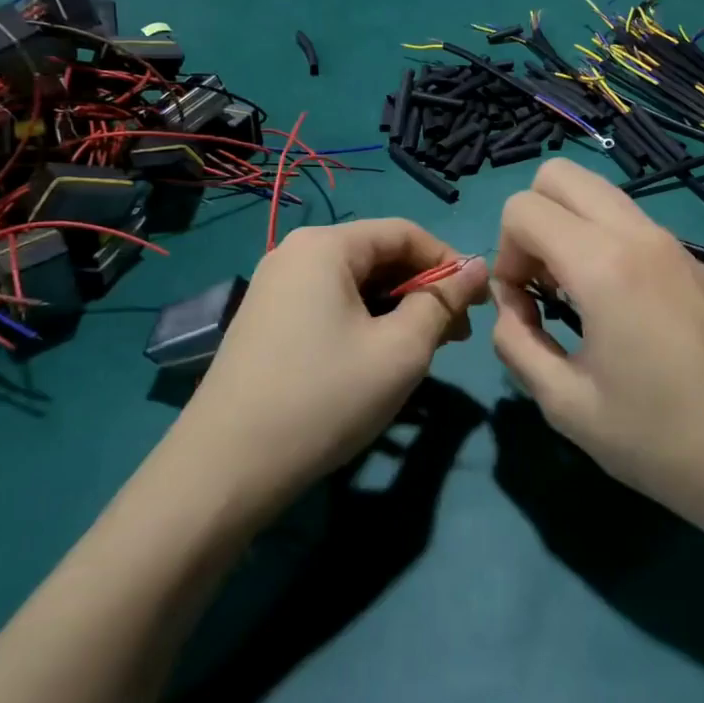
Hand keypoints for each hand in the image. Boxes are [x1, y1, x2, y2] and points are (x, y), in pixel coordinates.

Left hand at [171, 221, 488, 520]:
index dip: (449, 262)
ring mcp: (275, 288)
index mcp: (325, 246)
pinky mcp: (266, 322)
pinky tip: (378, 360)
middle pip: (378, 256)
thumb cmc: (325, 398)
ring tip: (423, 352)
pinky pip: (330, 306)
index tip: (477, 304)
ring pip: (355, 285)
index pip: (405, 233)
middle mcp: (295, 253)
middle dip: (423, 290)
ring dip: (397, 310)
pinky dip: (365, 323)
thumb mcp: (401, 350)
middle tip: (455, 336)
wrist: (225, 469)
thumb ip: (443, 303)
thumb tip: (478, 268)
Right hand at [490, 159, 703, 546]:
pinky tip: (615, 306)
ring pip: (596, 192)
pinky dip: (601, 241)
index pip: (523, 208)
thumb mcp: (563, 403)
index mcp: (604, 265)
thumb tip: (510, 307)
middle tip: (540, 285)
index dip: (504, 255)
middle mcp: (639, 235)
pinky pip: (629, 221)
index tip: (522, 308)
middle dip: (531, 222)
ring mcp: (672, 243)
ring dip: (567, 228)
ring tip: (574, 296)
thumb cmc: (656, 440)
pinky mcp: (693, 261)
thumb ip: (515, 342)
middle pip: (559, 176)